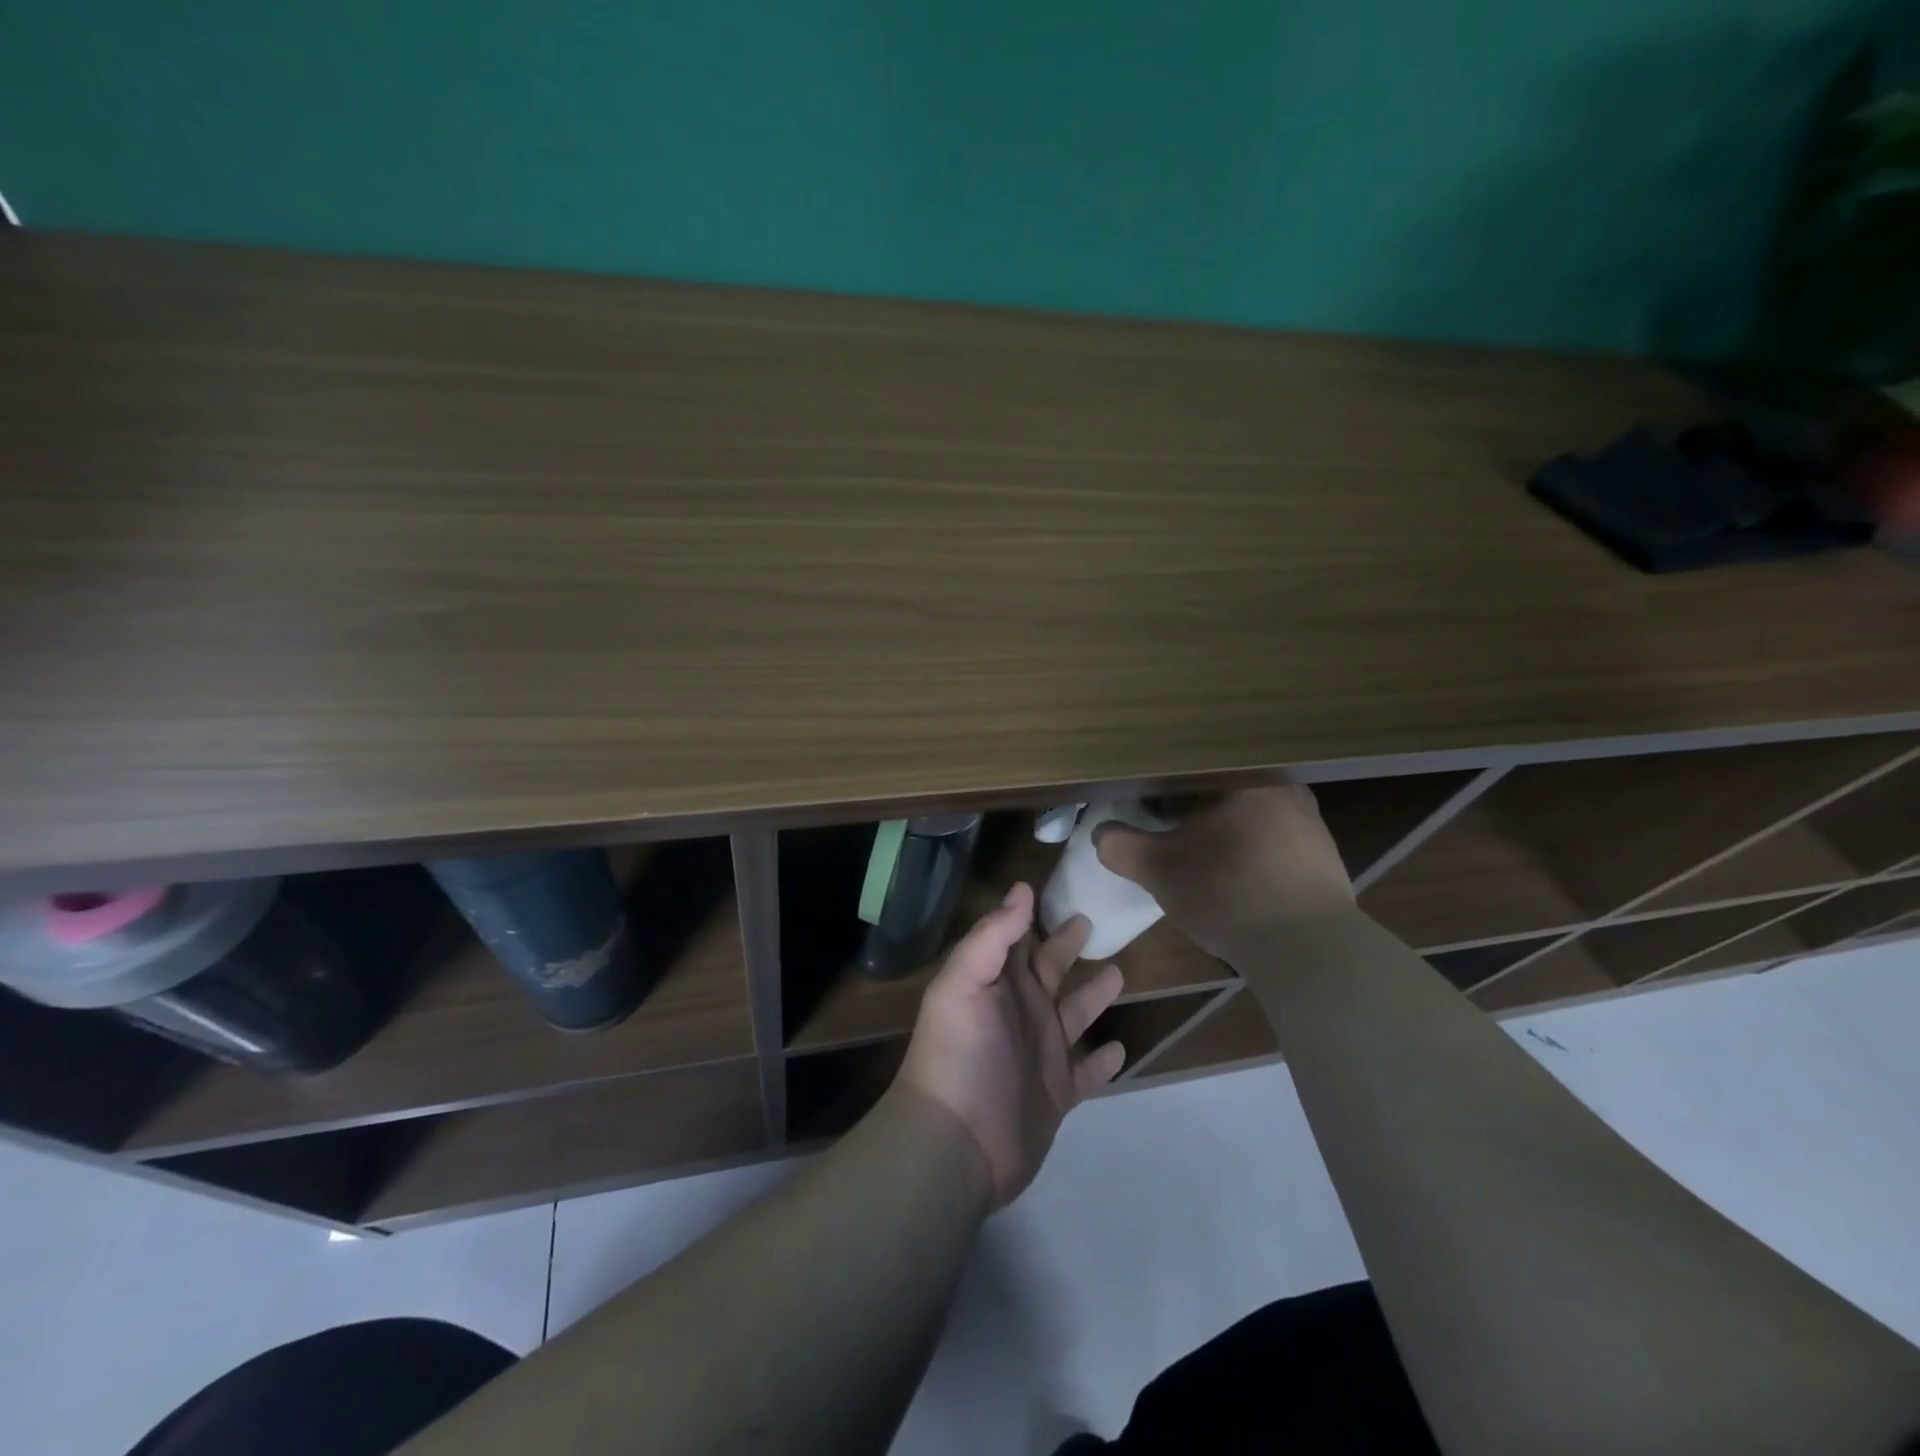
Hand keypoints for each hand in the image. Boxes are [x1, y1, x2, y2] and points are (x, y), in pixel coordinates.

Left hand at [896, 883, 1125, 1206]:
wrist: (957, 1144)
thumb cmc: (959, 1054)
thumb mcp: (965, 984)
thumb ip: (993, 936)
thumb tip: (1023, 888)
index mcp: (999, 983)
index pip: (1019, 938)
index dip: (1036, 914)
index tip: (1061, 887)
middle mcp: (1022, 1011)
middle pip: (1051, 969)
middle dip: (1068, 945)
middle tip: (1092, 920)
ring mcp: (1041, 1053)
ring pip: (1075, 1015)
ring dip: (1094, 995)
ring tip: (1119, 973)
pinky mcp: (1058, 1093)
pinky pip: (1088, 1073)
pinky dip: (1104, 1062)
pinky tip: (1122, 1048)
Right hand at [1094, 785, 1356, 960]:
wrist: (1308, 950)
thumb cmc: (1228, 893)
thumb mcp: (1159, 870)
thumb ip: (1122, 847)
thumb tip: (1101, 835)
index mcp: (1245, 777)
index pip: (1194, 767)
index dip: (1165, 783)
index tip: (1146, 799)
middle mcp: (1285, 788)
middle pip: (1225, 790)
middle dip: (1196, 806)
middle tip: (1170, 824)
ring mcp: (1311, 823)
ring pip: (1252, 815)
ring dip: (1226, 829)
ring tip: (1203, 852)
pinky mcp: (1324, 858)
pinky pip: (1275, 842)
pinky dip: (1252, 852)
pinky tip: (1239, 876)